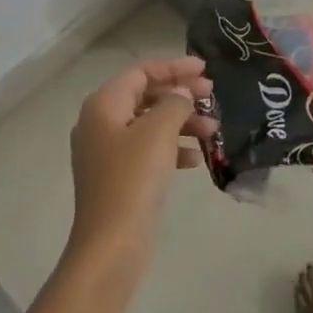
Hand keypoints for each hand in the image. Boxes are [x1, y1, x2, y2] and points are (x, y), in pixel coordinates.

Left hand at [66, 57, 215, 281]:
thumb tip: (181, 93)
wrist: (111, 245)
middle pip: (145, 96)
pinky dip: (170, 148)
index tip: (204, 68)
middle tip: (212, 96)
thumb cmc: (133, 179)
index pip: (141, 72)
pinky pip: (147, 151)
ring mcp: (106, 152)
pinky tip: (194, 160)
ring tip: (213, 131)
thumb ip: (174, 103)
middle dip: (179, 95)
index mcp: (103, 105)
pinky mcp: (117, 178)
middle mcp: (100, 123)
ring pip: (149, 124)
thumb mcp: (158, 132)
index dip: (173, 67)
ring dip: (180, 123)